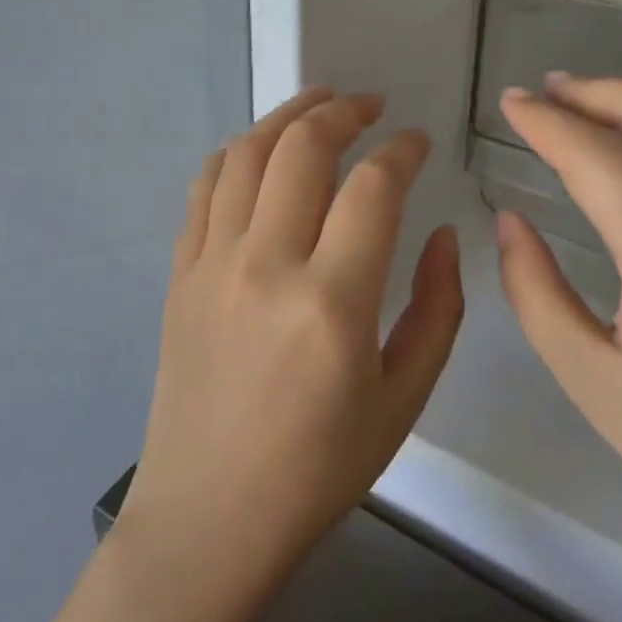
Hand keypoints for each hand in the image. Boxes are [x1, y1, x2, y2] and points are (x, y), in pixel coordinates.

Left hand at [120, 88, 465, 597]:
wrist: (210, 516)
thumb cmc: (318, 470)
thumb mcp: (404, 399)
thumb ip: (437, 308)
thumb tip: (441, 235)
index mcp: (332, 302)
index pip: (373, 187)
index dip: (402, 150)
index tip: (418, 142)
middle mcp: (266, 265)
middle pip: (302, 147)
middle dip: (343, 111)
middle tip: (370, 106)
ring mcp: (212, 264)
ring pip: (246, 153)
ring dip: (287, 116)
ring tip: (319, 105)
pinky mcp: (180, 273)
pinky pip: (205, 187)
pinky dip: (237, 153)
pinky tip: (260, 151)